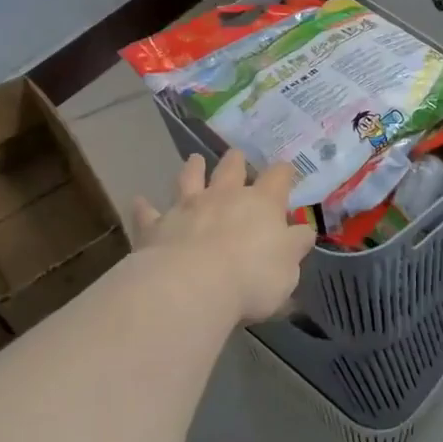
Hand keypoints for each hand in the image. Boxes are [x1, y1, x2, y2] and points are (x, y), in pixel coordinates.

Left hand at [132, 152, 316, 327]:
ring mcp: (187, 207)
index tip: (285, 171)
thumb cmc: (251, 278)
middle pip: (231, 169)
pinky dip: (144, 207)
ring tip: (195, 160)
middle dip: (236, 161)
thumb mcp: (288, 268)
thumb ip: (295, 246)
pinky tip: (139, 201)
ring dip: (193, 169)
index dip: (283, 173)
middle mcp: (224, 197)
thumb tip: (303, 230)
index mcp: (262, 204)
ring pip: (190, 179)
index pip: (277, 178)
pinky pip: (148, 212)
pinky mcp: (157, 225)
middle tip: (236, 155)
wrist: (192, 286)